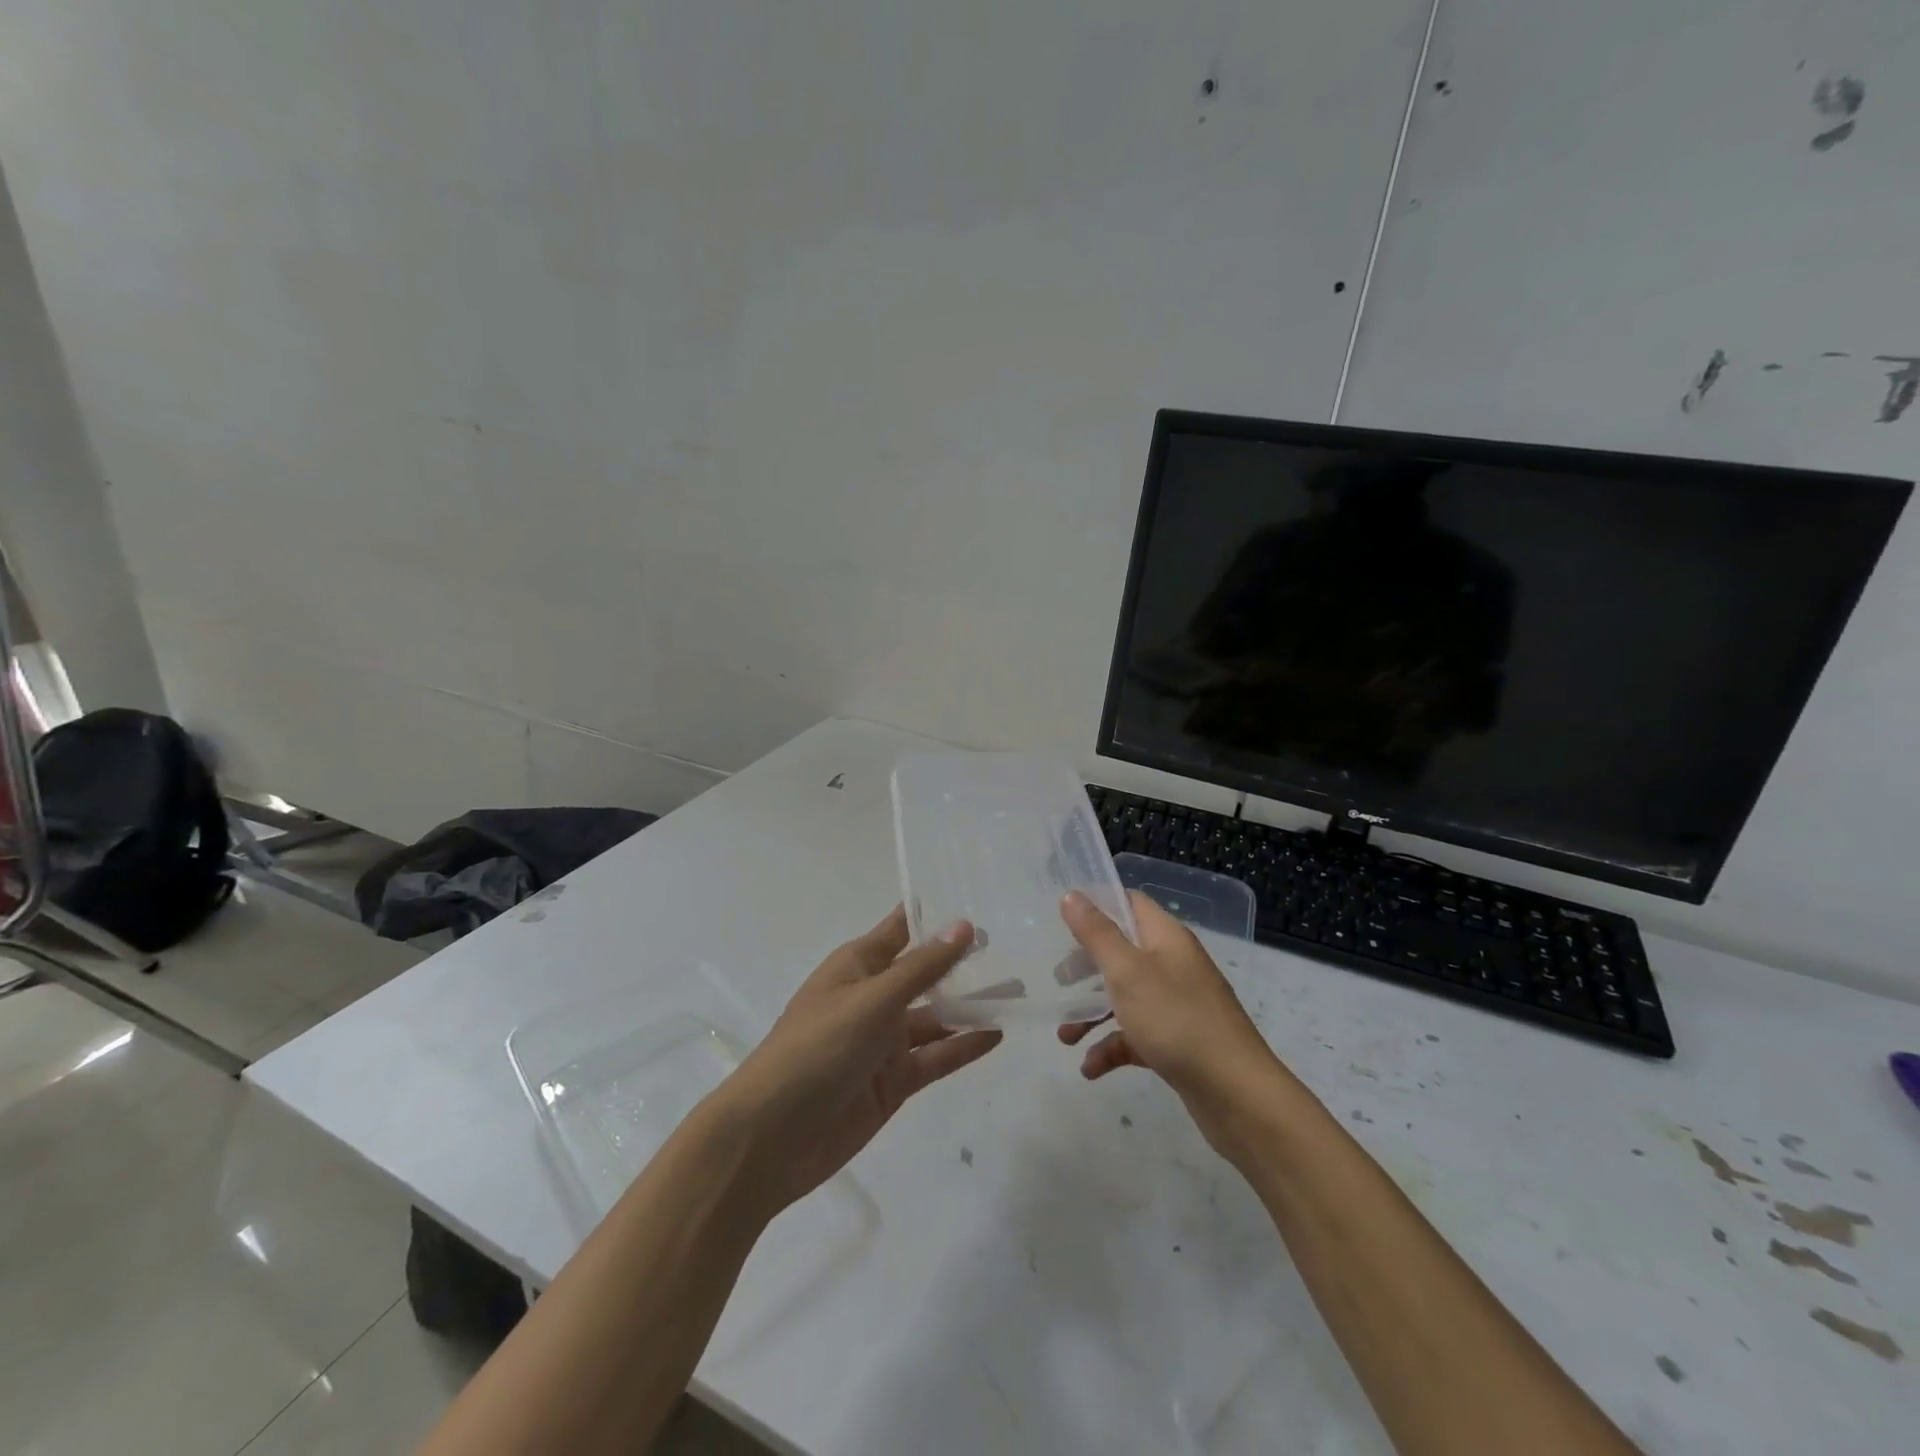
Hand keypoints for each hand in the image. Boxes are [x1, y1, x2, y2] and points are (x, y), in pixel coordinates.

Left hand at [719, 906, 1001, 1215]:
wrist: (771, 1137)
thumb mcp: (872, 999)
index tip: (977, 899)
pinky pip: (935, 1057)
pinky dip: (963, 1046)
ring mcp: (883, 1042)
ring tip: (1017, 995)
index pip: (900, 930)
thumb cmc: (817, 1048)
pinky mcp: (893, 1082)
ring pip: (936, 1017)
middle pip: (925, 974)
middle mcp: (873, 998)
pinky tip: (996, 1035)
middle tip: (1013, 947)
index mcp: (857, 966)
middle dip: (962, 963)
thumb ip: (922, 968)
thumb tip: (963, 925)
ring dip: (971, 1007)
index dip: (934, 917)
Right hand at [1057, 890, 1284, 1149]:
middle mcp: (1173, 965)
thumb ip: (1096, 933)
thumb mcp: (1127, 972)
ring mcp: (1178, 1005)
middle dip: (1087, 966)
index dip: (1097, 905)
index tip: (1062, 920)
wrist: (1237, 1095)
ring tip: (1065, 1038)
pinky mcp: (1178, 1042)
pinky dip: (1112, 1047)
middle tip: (1060, 981)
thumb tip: (1071, 895)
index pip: (1130, 903)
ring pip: (1126, 997)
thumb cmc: (1177, 1020)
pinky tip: (1091, 1069)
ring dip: (1092, 1014)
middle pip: (1122, 951)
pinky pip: (1137, 1035)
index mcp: (1166, 938)